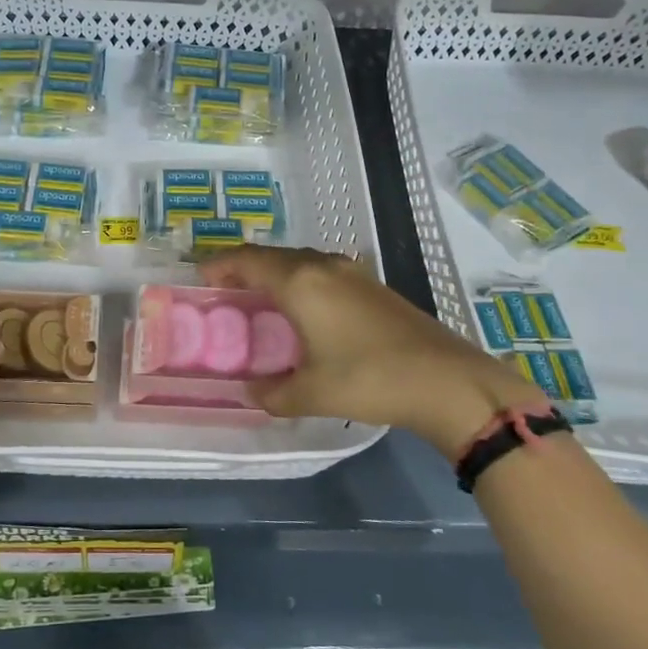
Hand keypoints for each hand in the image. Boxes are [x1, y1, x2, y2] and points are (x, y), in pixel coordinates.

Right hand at [200, 246, 548, 458]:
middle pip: (273, 255)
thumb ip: (273, 392)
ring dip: (276, 272)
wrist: (447, 381)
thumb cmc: (369, 380)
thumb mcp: (312, 393)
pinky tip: (304, 309)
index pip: (248, 260)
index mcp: (301, 282)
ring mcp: (353, 273)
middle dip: (245, 267)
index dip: (220, 264)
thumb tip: (252, 391)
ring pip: (301, 261)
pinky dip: (302, 281)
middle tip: (225, 289)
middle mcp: (324, 267)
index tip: (200, 276)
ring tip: (259, 298)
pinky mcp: (374, 287)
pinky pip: (323, 272)